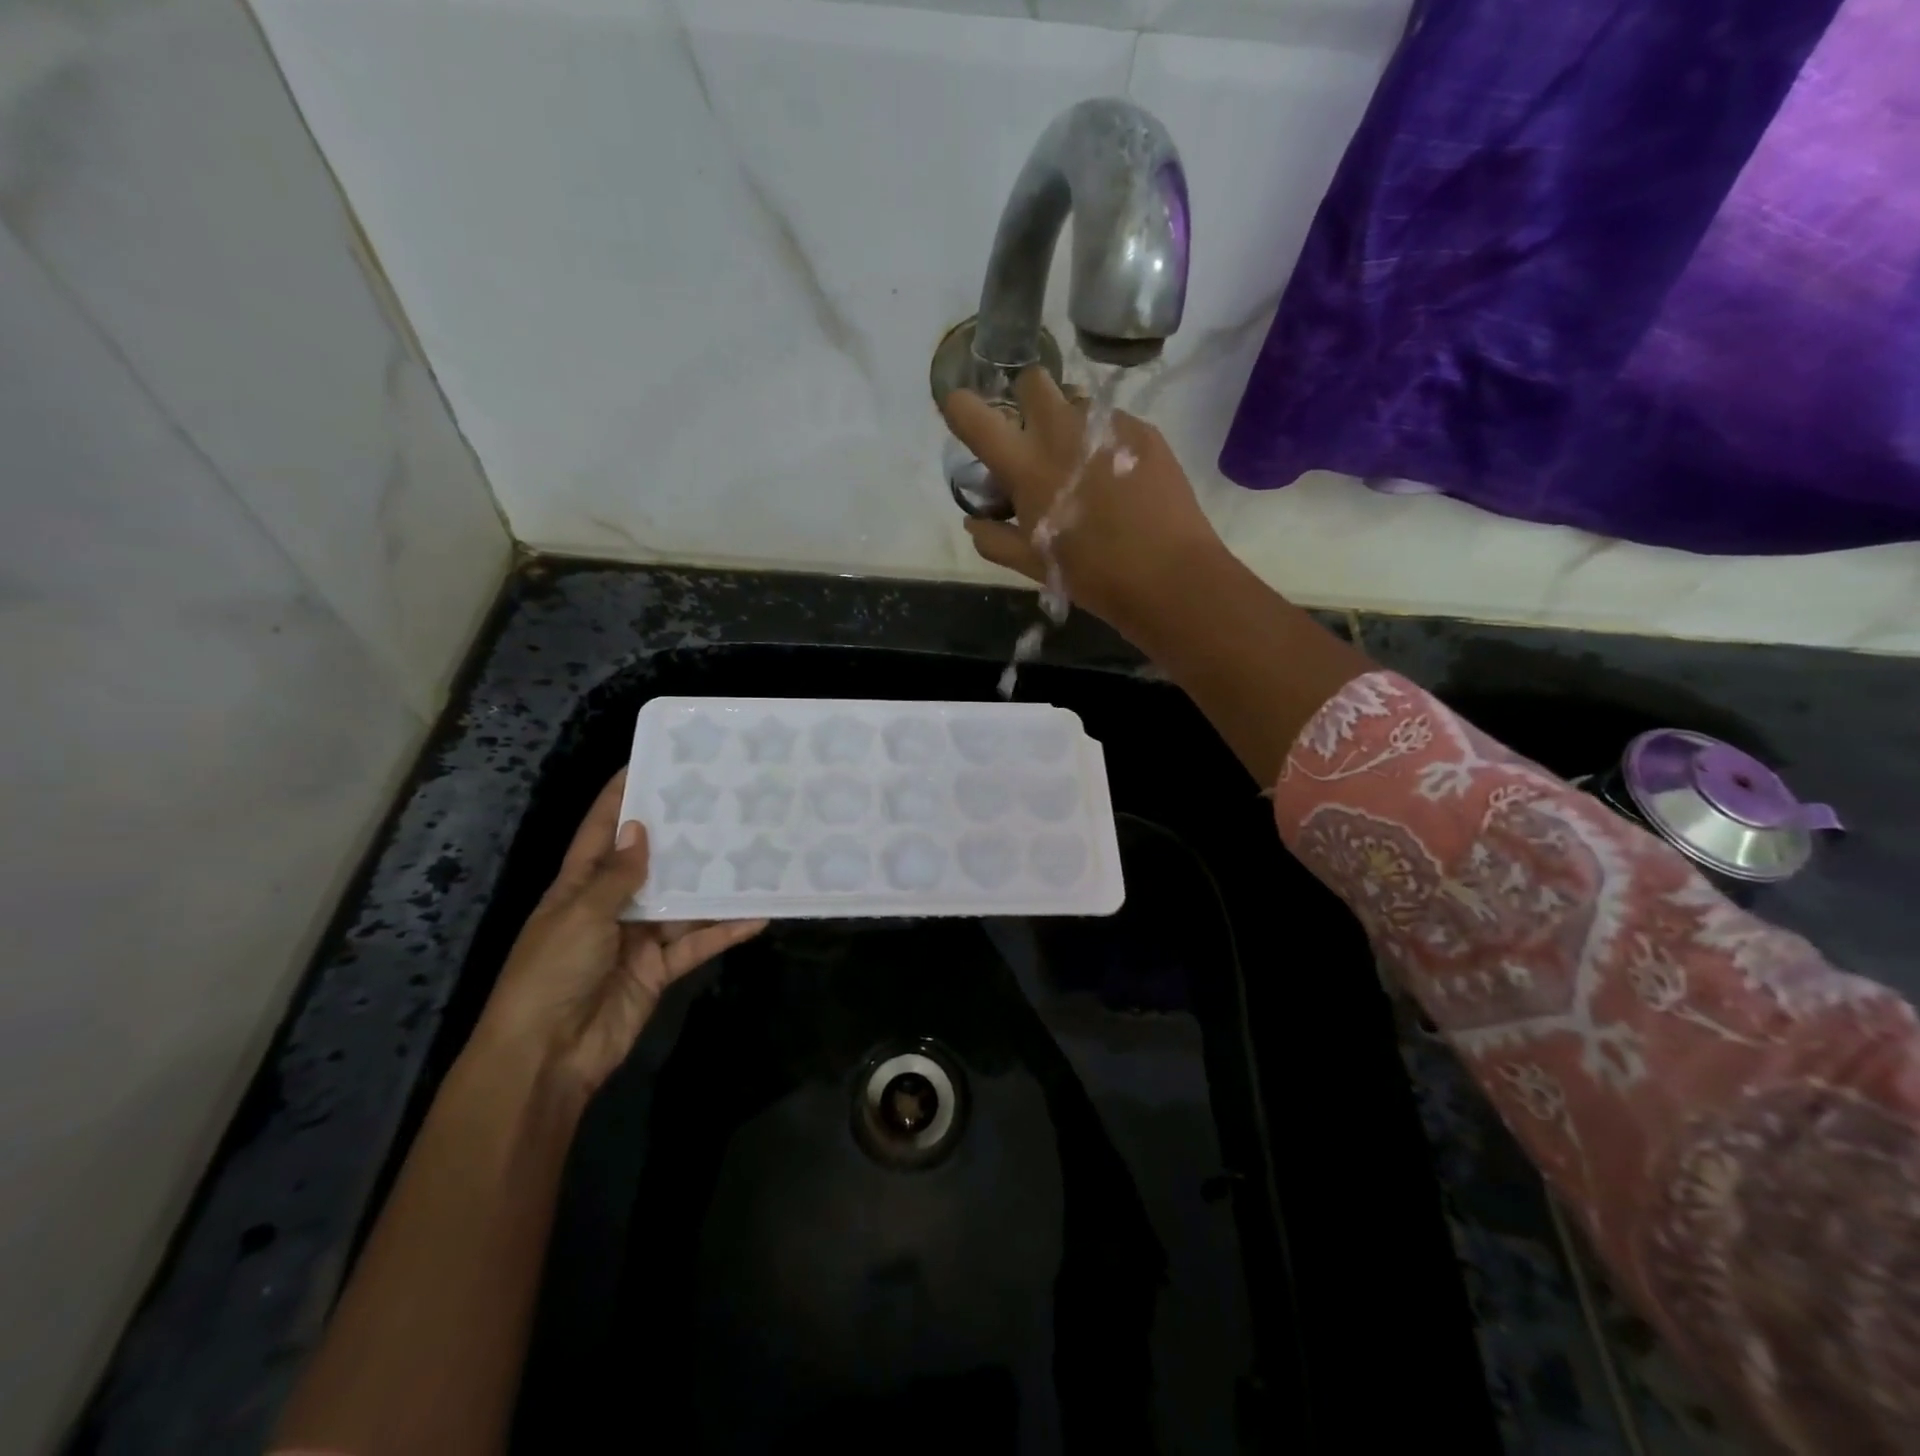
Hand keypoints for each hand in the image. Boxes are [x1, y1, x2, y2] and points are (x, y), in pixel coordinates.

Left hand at [472, 771, 765, 1093]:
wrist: (546, 1057)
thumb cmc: (551, 974)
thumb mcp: (580, 916)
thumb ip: (616, 876)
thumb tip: (640, 829)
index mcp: (578, 886)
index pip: (601, 830)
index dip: (621, 796)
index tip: (651, 762)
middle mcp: (610, 905)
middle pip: (651, 862)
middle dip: (680, 834)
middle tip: (721, 802)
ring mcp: (637, 938)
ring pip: (682, 901)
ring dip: (712, 883)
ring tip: (751, 851)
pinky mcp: (660, 969)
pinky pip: (697, 942)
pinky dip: (726, 930)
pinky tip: (759, 914)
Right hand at [940, 366, 1225, 633]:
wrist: (1169, 575)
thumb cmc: (1093, 576)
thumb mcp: (1034, 565)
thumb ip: (995, 539)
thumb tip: (973, 520)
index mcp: (1026, 467)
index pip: (974, 416)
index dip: (960, 407)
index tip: (962, 413)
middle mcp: (1061, 433)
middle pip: (1032, 380)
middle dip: (1026, 401)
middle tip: (1035, 441)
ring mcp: (1106, 426)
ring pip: (1075, 401)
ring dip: (1068, 424)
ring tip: (1084, 466)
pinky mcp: (1143, 430)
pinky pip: (1112, 421)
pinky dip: (1104, 441)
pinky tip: (1120, 478)